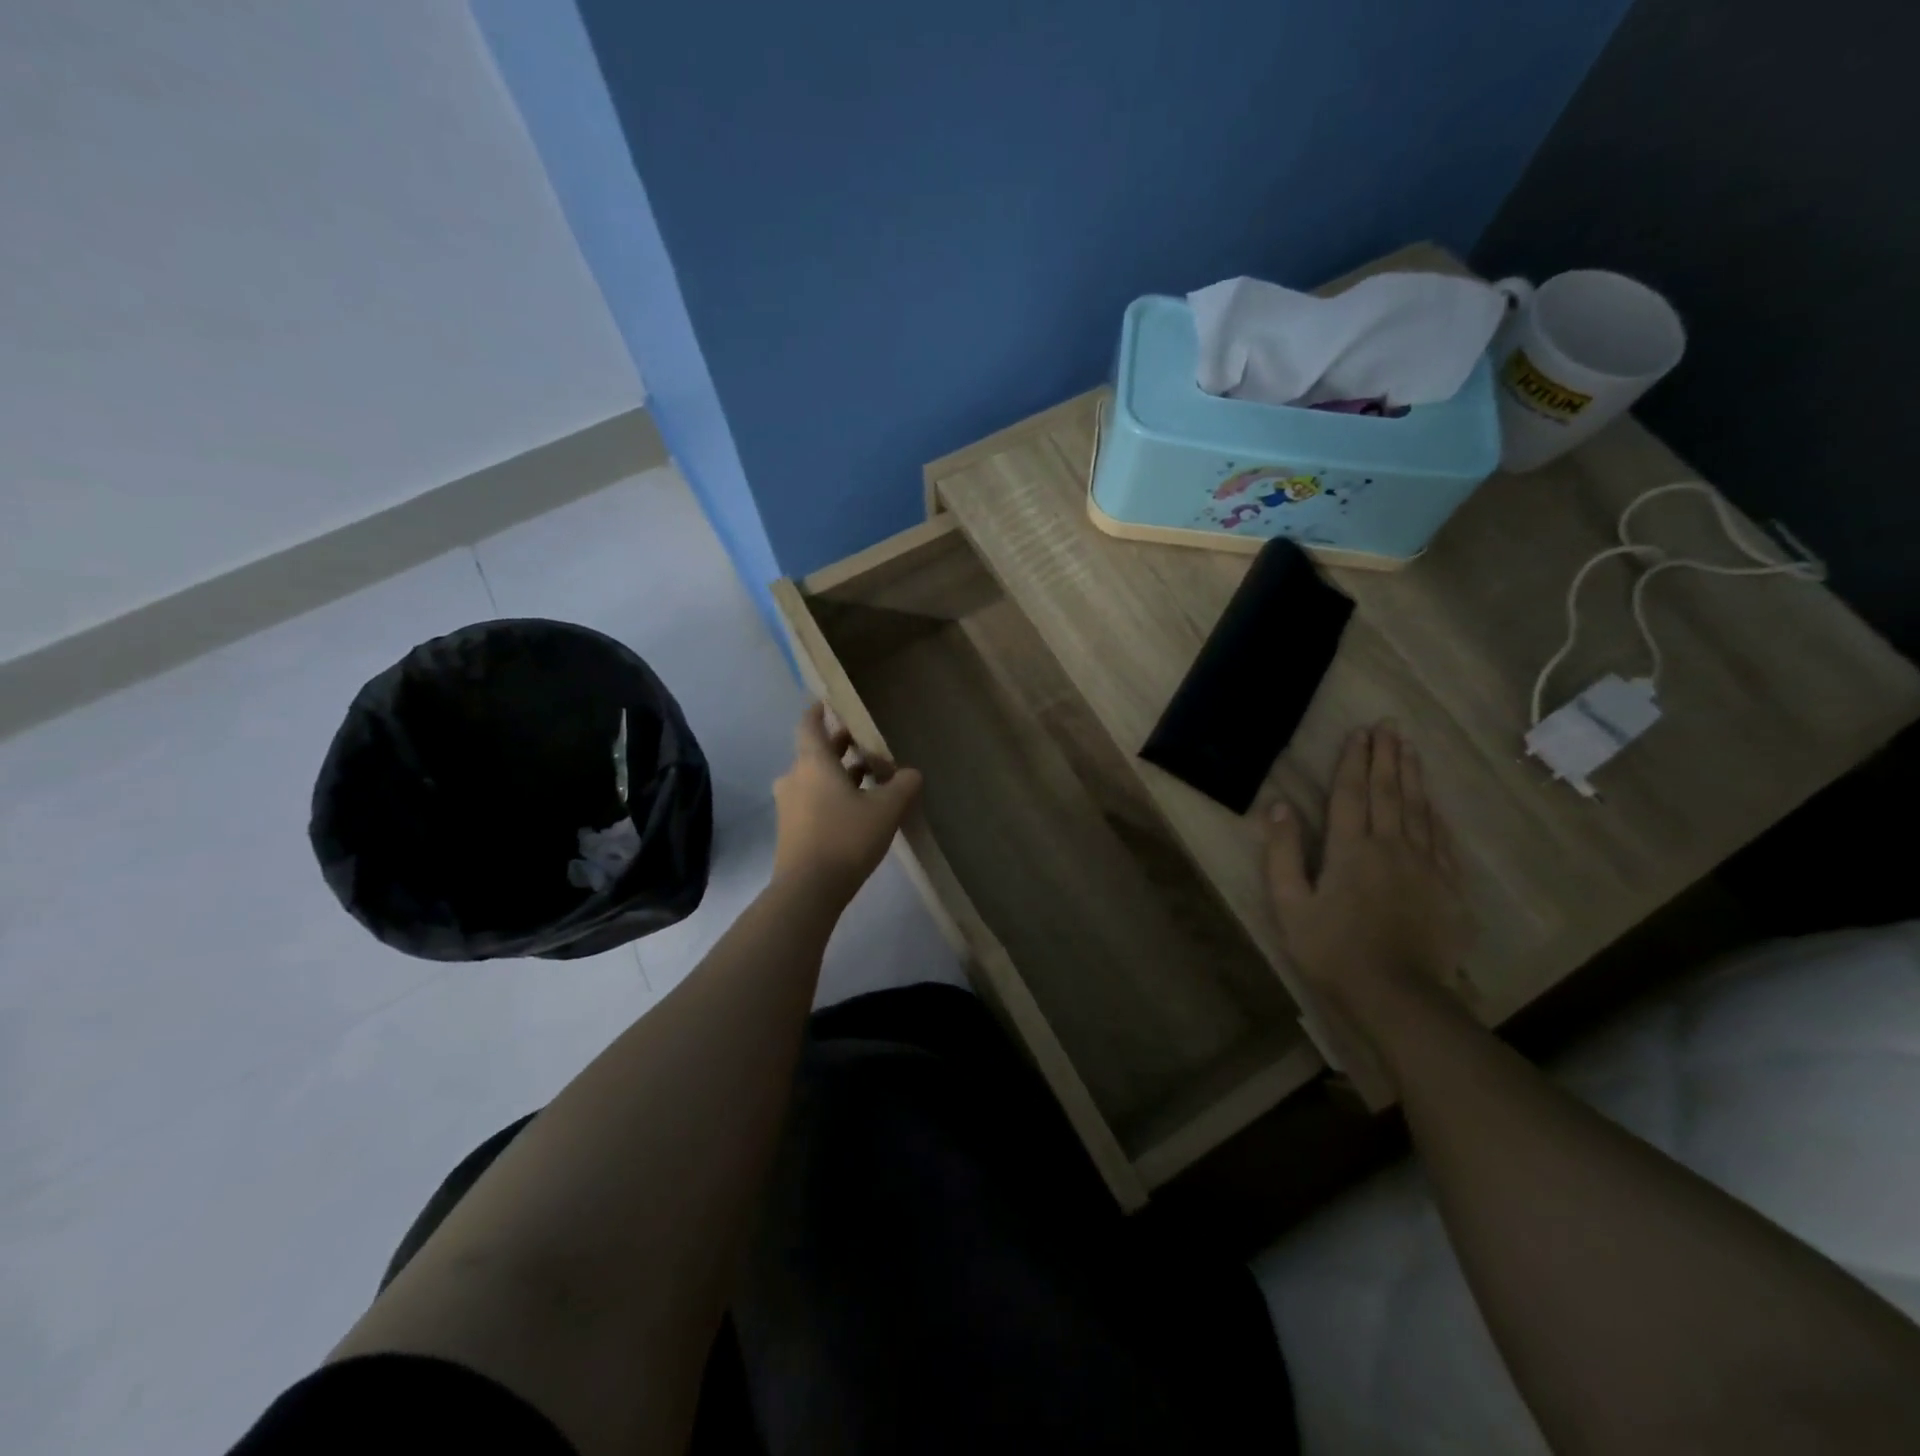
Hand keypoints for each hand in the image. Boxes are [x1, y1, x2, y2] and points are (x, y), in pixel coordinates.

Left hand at [771, 704, 922, 907]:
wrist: (808, 889)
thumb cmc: (846, 837)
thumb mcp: (886, 810)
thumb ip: (903, 786)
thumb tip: (912, 773)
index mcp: (813, 762)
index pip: (809, 724)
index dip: (819, 711)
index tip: (830, 702)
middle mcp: (795, 777)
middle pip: (815, 752)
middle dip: (839, 745)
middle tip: (865, 741)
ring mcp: (789, 805)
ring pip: (814, 778)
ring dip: (838, 774)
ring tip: (869, 776)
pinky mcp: (791, 830)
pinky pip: (812, 801)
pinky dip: (831, 796)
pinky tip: (856, 809)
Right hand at [1265, 722, 1473, 1041]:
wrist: (1397, 994)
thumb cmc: (1331, 949)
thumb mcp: (1290, 904)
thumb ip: (1283, 853)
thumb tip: (1278, 806)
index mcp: (1349, 849)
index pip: (1350, 793)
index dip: (1353, 761)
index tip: (1359, 732)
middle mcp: (1390, 846)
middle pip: (1388, 792)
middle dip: (1387, 756)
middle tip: (1390, 725)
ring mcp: (1425, 866)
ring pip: (1420, 809)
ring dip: (1414, 775)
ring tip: (1410, 748)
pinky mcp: (1448, 888)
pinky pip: (1444, 841)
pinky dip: (1437, 815)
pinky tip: (1435, 803)